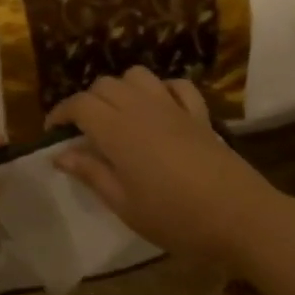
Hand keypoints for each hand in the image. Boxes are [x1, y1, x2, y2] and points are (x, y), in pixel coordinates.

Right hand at [49, 69, 280, 265]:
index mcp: (118, 131)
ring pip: (138, 76)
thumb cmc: (175, 218)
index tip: (53, 133)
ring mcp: (174, 108)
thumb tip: (61, 155)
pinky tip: (158, 109)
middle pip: (105, 84)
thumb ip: (92, 174)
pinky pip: (176, 86)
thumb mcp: (124, 205)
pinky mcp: (200, 115)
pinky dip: (160, 90)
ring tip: (117, 116)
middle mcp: (143, 109)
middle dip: (87, 101)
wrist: (240, 218)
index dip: (61, 113)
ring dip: (121, 89)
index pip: (80, 104)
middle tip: (83, 131)